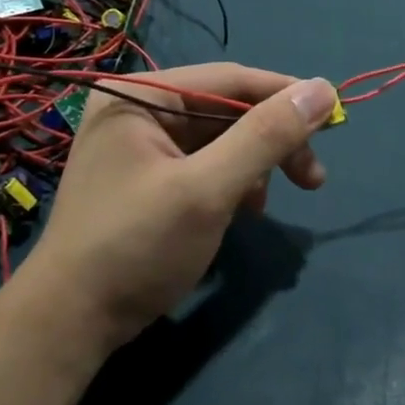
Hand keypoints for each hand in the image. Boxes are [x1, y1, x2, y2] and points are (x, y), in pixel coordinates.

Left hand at [27, 64, 336, 352]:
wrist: (70, 325)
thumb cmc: (136, 247)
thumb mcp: (208, 190)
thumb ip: (266, 136)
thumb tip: (323, 88)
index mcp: (139, 95)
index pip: (230, 78)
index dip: (285, 95)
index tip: (334, 117)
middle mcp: (137, 109)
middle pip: (227, 110)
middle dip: (271, 142)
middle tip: (312, 179)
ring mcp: (140, 146)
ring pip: (220, 140)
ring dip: (253, 167)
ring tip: (263, 207)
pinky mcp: (147, 179)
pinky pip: (204, 165)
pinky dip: (231, 184)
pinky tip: (243, 213)